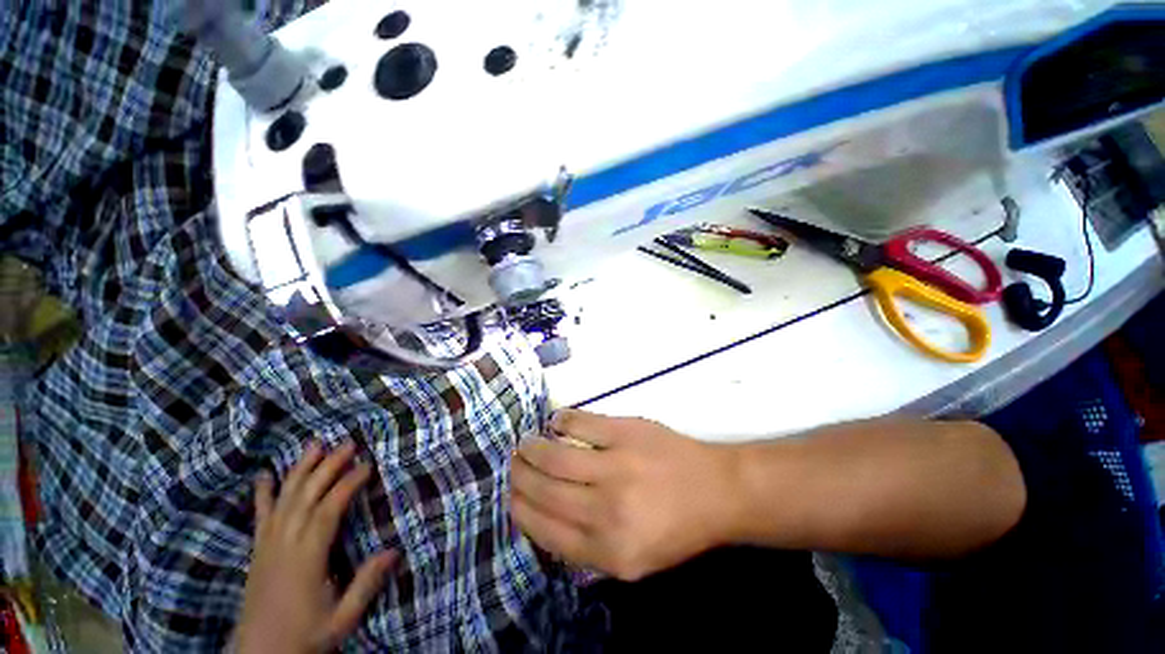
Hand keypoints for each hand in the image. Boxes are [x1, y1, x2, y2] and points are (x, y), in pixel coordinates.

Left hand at [236, 441, 398, 653]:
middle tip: (348, 443)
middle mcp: (285, 544)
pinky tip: (264, 476)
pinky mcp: (258, 550)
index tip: (367, 465)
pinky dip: (263, 494)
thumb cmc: (304, 637)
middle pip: (306, 496)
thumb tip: (395, 550)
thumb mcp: (342, 618)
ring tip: (314, 445)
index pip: (328, 511)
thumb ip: (366, 584)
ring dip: (300, 470)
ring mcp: (268, 545)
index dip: (348, 484)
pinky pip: (260, 515)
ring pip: (284, 499)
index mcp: (307, 558)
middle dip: (327, 467)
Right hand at [510, 409, 739, 580]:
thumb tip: (544, 519)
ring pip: (555, 456)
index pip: (544, 529)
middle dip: (520, 476)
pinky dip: (561, 421)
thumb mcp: (633, 561)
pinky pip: (580, 423)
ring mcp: (616, 466)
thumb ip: (587, 549)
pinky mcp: (625, 432)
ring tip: (526, 442)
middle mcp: (606, 511)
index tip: (512, 496)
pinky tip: (555, 422)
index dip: (520, 510)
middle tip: (514, 463)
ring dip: (533, 447)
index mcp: (606, 551)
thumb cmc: (675, 528)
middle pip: (544, 490)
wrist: (717, 491)